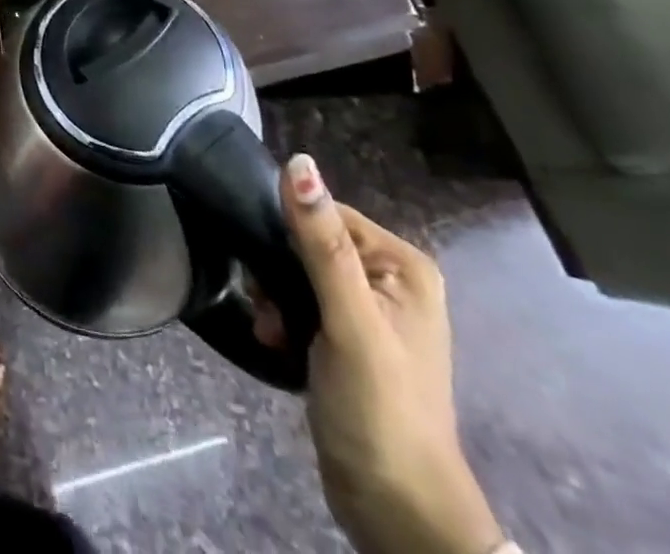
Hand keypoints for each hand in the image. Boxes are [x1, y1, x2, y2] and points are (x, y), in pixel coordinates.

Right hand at [271, 155, 503, 553]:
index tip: (267, 267)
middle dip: (278, 272)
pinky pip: (301, 304)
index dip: (289, 233)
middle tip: (267, 305)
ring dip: (275, 297)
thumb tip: (298, 161)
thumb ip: (320, 242)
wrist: (394, 508)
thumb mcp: (348, 319)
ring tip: (271, 330)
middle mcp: (389, 280)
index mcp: (402, 265)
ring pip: (298, 273)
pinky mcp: (346, 340)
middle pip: (309, 243)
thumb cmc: (378, 406)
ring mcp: (368, 312)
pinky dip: (282, 318)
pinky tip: (275, 341)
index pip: (326, 213)